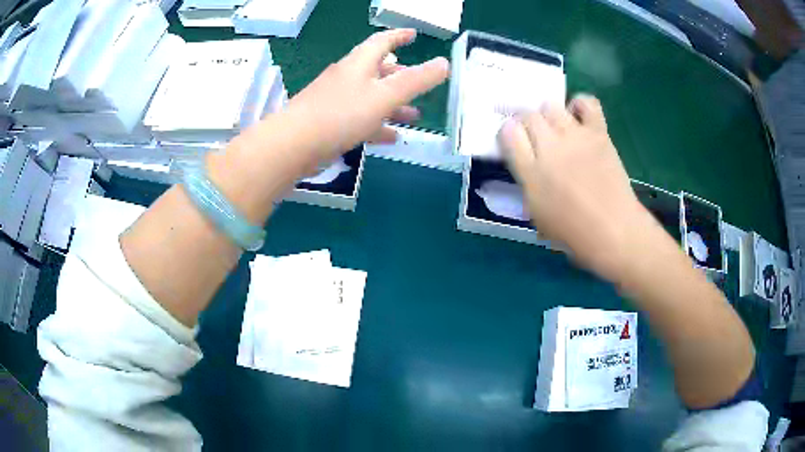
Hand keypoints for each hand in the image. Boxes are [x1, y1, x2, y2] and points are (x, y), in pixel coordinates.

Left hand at [285, 29, 448, 160]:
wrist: (293, 145)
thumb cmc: (340, 114)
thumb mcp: (385, 95)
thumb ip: (416, 80)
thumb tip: (445, 63)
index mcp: (358, 64)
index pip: (381, 41)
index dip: (399, 36)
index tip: (414, 34)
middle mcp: (346, 77)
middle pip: (377, 71)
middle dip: (400, 76)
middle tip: (419, 85)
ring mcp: (335, 100)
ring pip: (370, 97)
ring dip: (393, 104)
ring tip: (413, 116)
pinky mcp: (328, 123)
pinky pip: (359, 119)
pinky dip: (377, 125)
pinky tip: (390, 138)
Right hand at [498, 95, 651, 279]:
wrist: (614, 230)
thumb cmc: (573, 232)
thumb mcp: (537, 214)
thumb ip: (527, 183)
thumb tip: (527, 164)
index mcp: (531, 172)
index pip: (507, 133)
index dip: (508, 134)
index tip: (514, 142)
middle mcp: (550, 147)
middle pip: (528, 115)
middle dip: (526, 123)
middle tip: (535, 138)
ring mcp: (575, 136)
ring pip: (551, 106)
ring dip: (549, 115)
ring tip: (557, 129)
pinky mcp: (598, 132)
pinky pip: (586, 103)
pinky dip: (579, 105)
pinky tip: (577, 117)